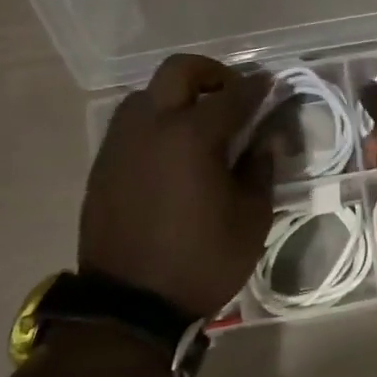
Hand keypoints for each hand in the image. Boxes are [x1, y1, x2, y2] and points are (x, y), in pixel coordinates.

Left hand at [80, 55, 271, 316]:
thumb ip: (260, 169)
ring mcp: (120, 143)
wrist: (131, 304)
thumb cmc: (203, 260)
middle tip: (233, 94)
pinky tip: (174, 151)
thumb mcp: (251, 218)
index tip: (273, 85)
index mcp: (192, 136)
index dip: (258, 88)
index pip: (233, 96)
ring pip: (148, 94)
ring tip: (201, 124)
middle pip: (179, 71)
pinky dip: (157, 122)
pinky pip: (132, 124)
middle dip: (212, 73)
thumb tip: (266, 139)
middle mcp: (151, 126)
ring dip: (179, 96)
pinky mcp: (103, 164)